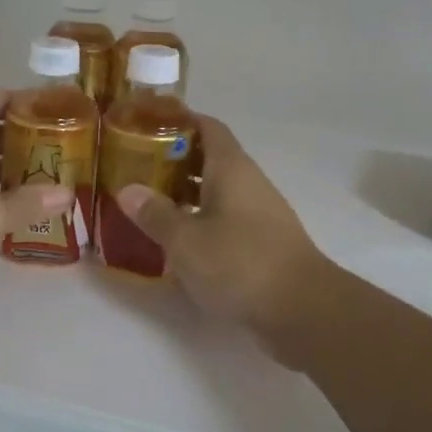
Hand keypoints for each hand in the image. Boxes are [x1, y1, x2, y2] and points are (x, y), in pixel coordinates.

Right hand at [116, 117, 331, 360]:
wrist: (304, 311)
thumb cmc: (240, 263)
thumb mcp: (186, 240)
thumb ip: (155, 214)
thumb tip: (127, 190)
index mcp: (231, 168)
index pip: (207, 127)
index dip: (180, 120)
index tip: (147, 123)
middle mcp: (248, 183)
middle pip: (210, 159)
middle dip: (174, 160)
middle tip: (137, 167)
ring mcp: (260, 214)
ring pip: (218, 191)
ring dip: (186, 193)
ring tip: (149, 202)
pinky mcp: (263, 243)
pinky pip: (226, 219)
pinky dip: (201, 220)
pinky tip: (178, 239)